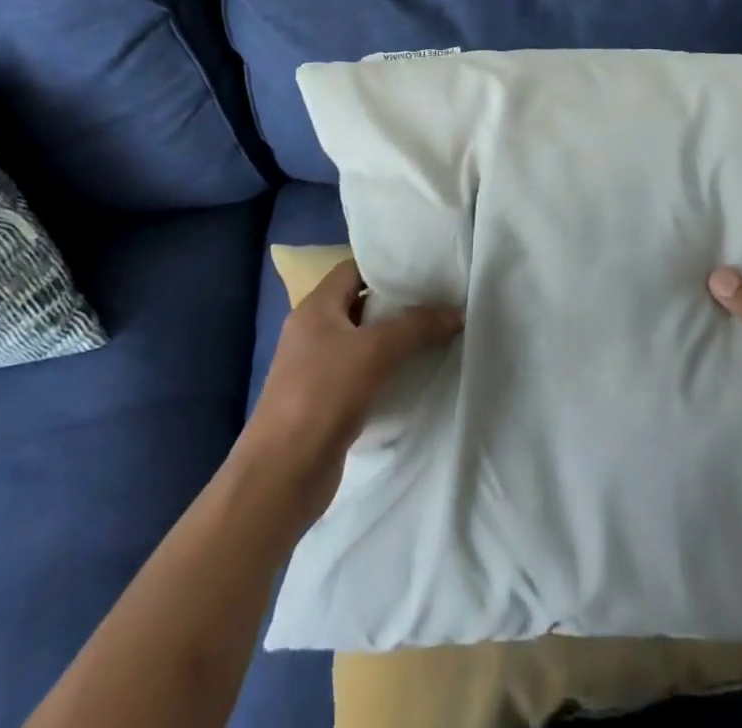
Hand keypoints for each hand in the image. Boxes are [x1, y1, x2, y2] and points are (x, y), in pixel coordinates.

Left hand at [240, 259, 462, 523]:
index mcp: (315, 308)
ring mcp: (316, 369)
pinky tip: (414, 376)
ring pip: (362, 342)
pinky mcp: (325, 402)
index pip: (352, 269)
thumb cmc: (323, 396)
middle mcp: (313, 332)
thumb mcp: (376, 351)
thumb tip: (459, 311)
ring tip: (434, 335)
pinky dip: (385, 371)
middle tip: (438, 301)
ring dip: (394, 340)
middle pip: (360, 304)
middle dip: (397, 303)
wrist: (282, 475)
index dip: (386, 266)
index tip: (423, 269)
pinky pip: (361, 374)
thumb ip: (418, 326)